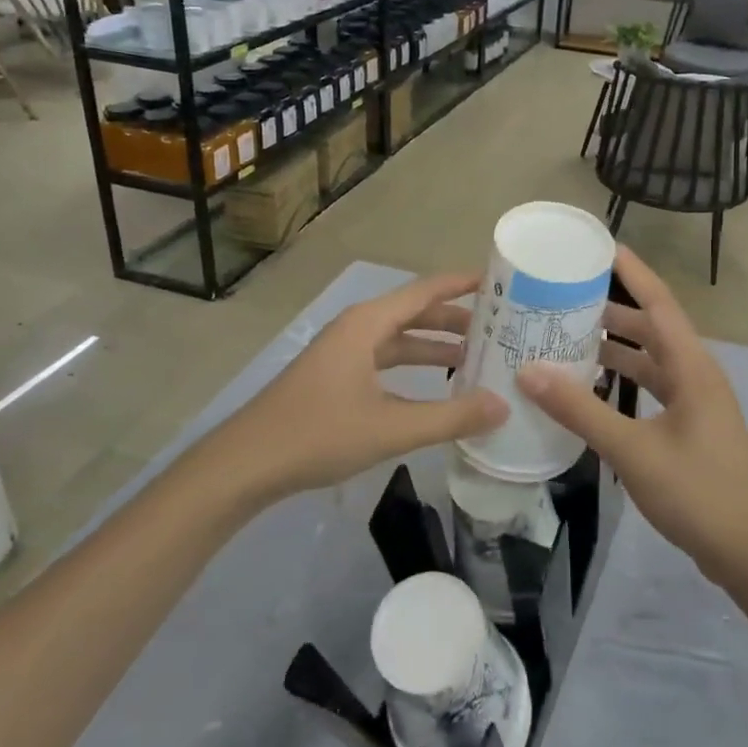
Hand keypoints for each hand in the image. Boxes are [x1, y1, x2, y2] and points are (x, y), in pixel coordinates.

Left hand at [210, 272, 507, 502]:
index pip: (425, 290)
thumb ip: (450, 417)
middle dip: (455, 319)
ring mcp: (343, 353)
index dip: (462, 284)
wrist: (244, 465)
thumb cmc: (318, 434)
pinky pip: (385, 360)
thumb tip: (503, 406)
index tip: (499, 281)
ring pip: (399, 339)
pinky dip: (413, 368)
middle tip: (500, 329)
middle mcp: (357, 329)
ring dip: (435, 346)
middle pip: (415, 312)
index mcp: (367, 324)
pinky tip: (434, 389)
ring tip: (477, 358)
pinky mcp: (335, 377)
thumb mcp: (391, 428)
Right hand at [514, 246, 747, 581]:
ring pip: (651, 358)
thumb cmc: (697, 491)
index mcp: (692, 366)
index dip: (632, 272)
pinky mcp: (690, 424)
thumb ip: (581, 410)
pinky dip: (623, 378)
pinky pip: (652, 386)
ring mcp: (695, 401)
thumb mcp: (633, 449)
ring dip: (616, 345)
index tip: (600, 246)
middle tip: (566, 296)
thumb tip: (529, 372)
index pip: (658, 302)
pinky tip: (592, 386)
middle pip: (652, 327)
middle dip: (612, 309)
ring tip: (570, 335)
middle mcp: (696, 373)